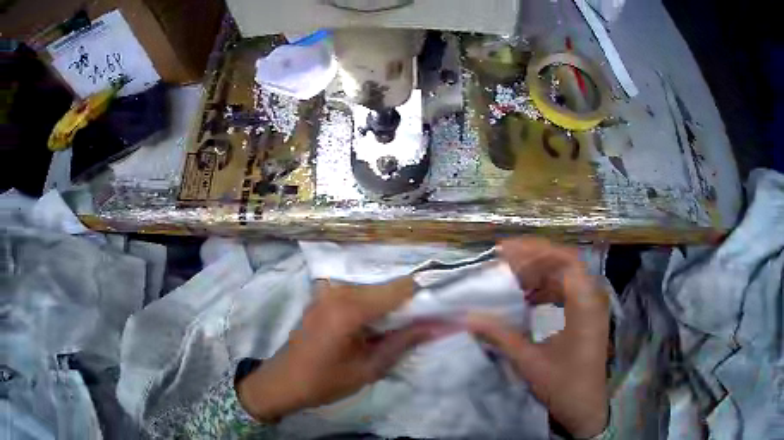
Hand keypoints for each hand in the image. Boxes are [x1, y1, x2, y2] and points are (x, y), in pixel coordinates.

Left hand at [237, 277, 452, 421]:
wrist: (283, 381)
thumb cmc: (325, 381)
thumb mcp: (369, 368)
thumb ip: (404, 342)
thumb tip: (437, 326)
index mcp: (350, 307)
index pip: (401, 287)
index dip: (422, 298)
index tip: (435, 314)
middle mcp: (339, 290)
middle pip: (387, 287)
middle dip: (406, 305)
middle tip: (416, 329)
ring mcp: (328, 290)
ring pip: (374, 290)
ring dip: (388, 307)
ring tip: (392, 332)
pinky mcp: (323, 296)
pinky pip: (358, 294)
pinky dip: (372, 307)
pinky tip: (371, 329)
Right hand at [466, 238, 609, 438]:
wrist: (585, 407)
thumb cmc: (563, 385)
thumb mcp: (530, 361)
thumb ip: (501, 336)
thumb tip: (469, 316)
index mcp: (584, 304)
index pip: (565, 260)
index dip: (535, 250)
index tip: (505, 251)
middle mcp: (591, 298)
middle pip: (563, 263)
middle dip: (532, 259)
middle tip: (501, 263)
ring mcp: (590, 306)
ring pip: (563, 276)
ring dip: (537, 274)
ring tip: (509, 278)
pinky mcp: (585, 315)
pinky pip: (565, 291)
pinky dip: (544, 289)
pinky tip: (525, 298)